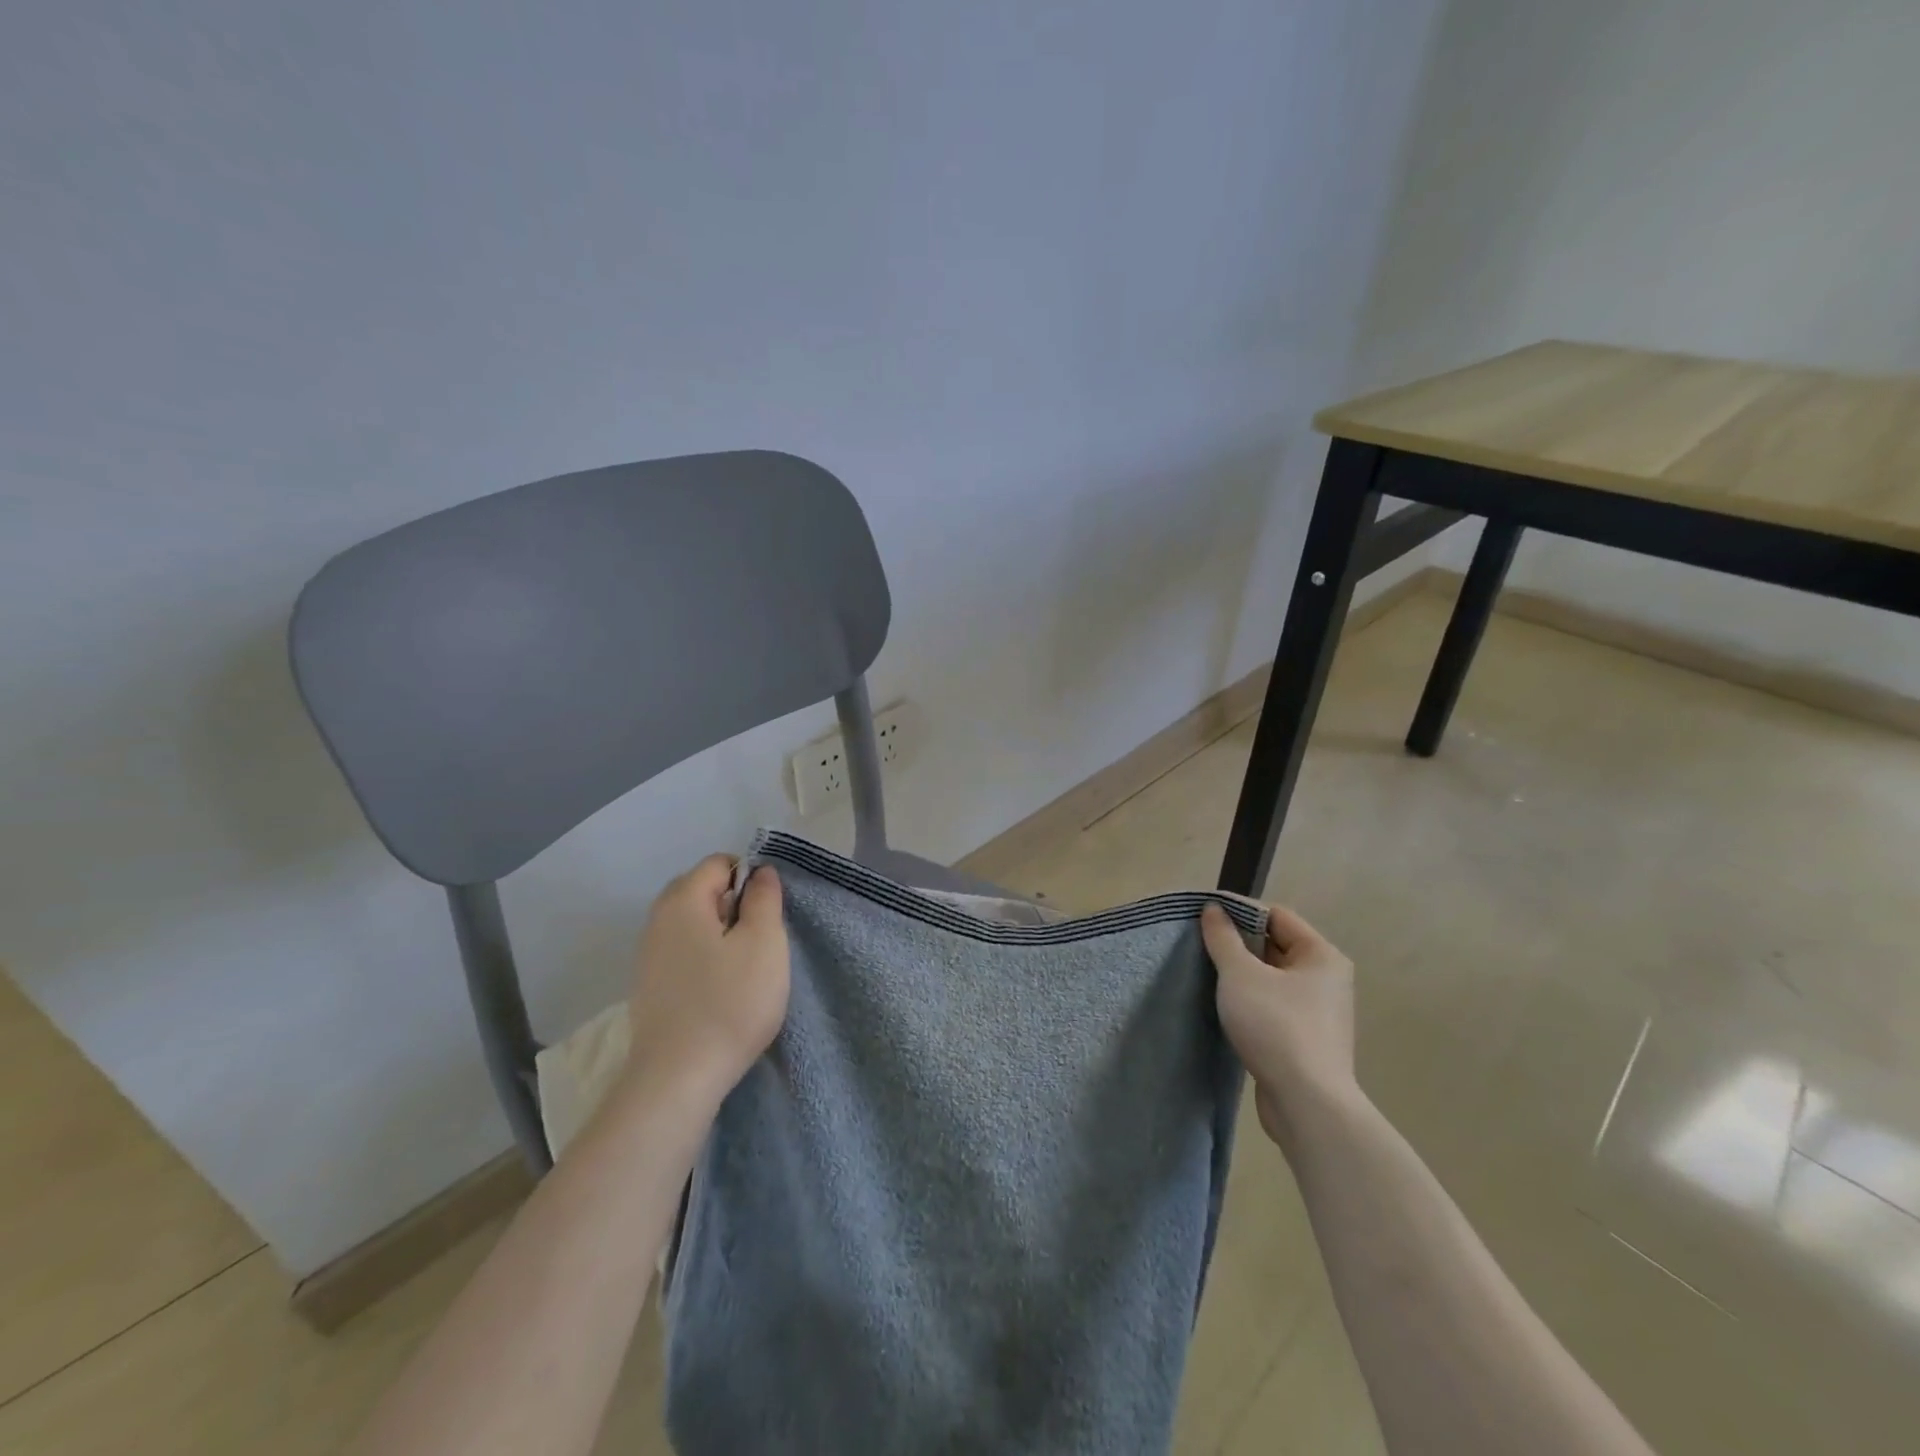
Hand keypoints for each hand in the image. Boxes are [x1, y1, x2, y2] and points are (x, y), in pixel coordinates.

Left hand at [625, 855, 789, 1107]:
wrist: (678, 1079)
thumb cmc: (730, 1002)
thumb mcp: (765, 942)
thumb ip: (764, 898)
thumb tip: (759, 873)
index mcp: (683, 900)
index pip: (719, 863)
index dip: (751, 878)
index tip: (769, 913)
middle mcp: (657, 919)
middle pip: (701, 890)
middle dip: (734, 905)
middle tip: (759, 939)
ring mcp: (647, 955)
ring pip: (692, 923)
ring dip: (721, 934)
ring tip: (743, 968)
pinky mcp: (648, 987)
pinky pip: (682, 952)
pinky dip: (704, 958)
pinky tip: (720, 990)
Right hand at [1201, 901, 1356, 1146]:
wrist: (1306, 1104)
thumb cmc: (1276, 1026)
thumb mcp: (1240, 974)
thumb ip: (1223, 938)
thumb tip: (1213, 909)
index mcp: (1321, 955)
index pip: (1277, 916)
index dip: (1240, 912)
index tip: (1204, 916)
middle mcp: (1327, 979)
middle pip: (1275, 946)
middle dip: (1238, 944)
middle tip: (1200, 945)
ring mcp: (1319, 1012)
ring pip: (1272, 979)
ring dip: (1241, 976)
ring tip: (1206, 974)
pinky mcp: (1307, 1040)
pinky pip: (1273, 1006)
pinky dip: (1250, 1002)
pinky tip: (1224, 1008)